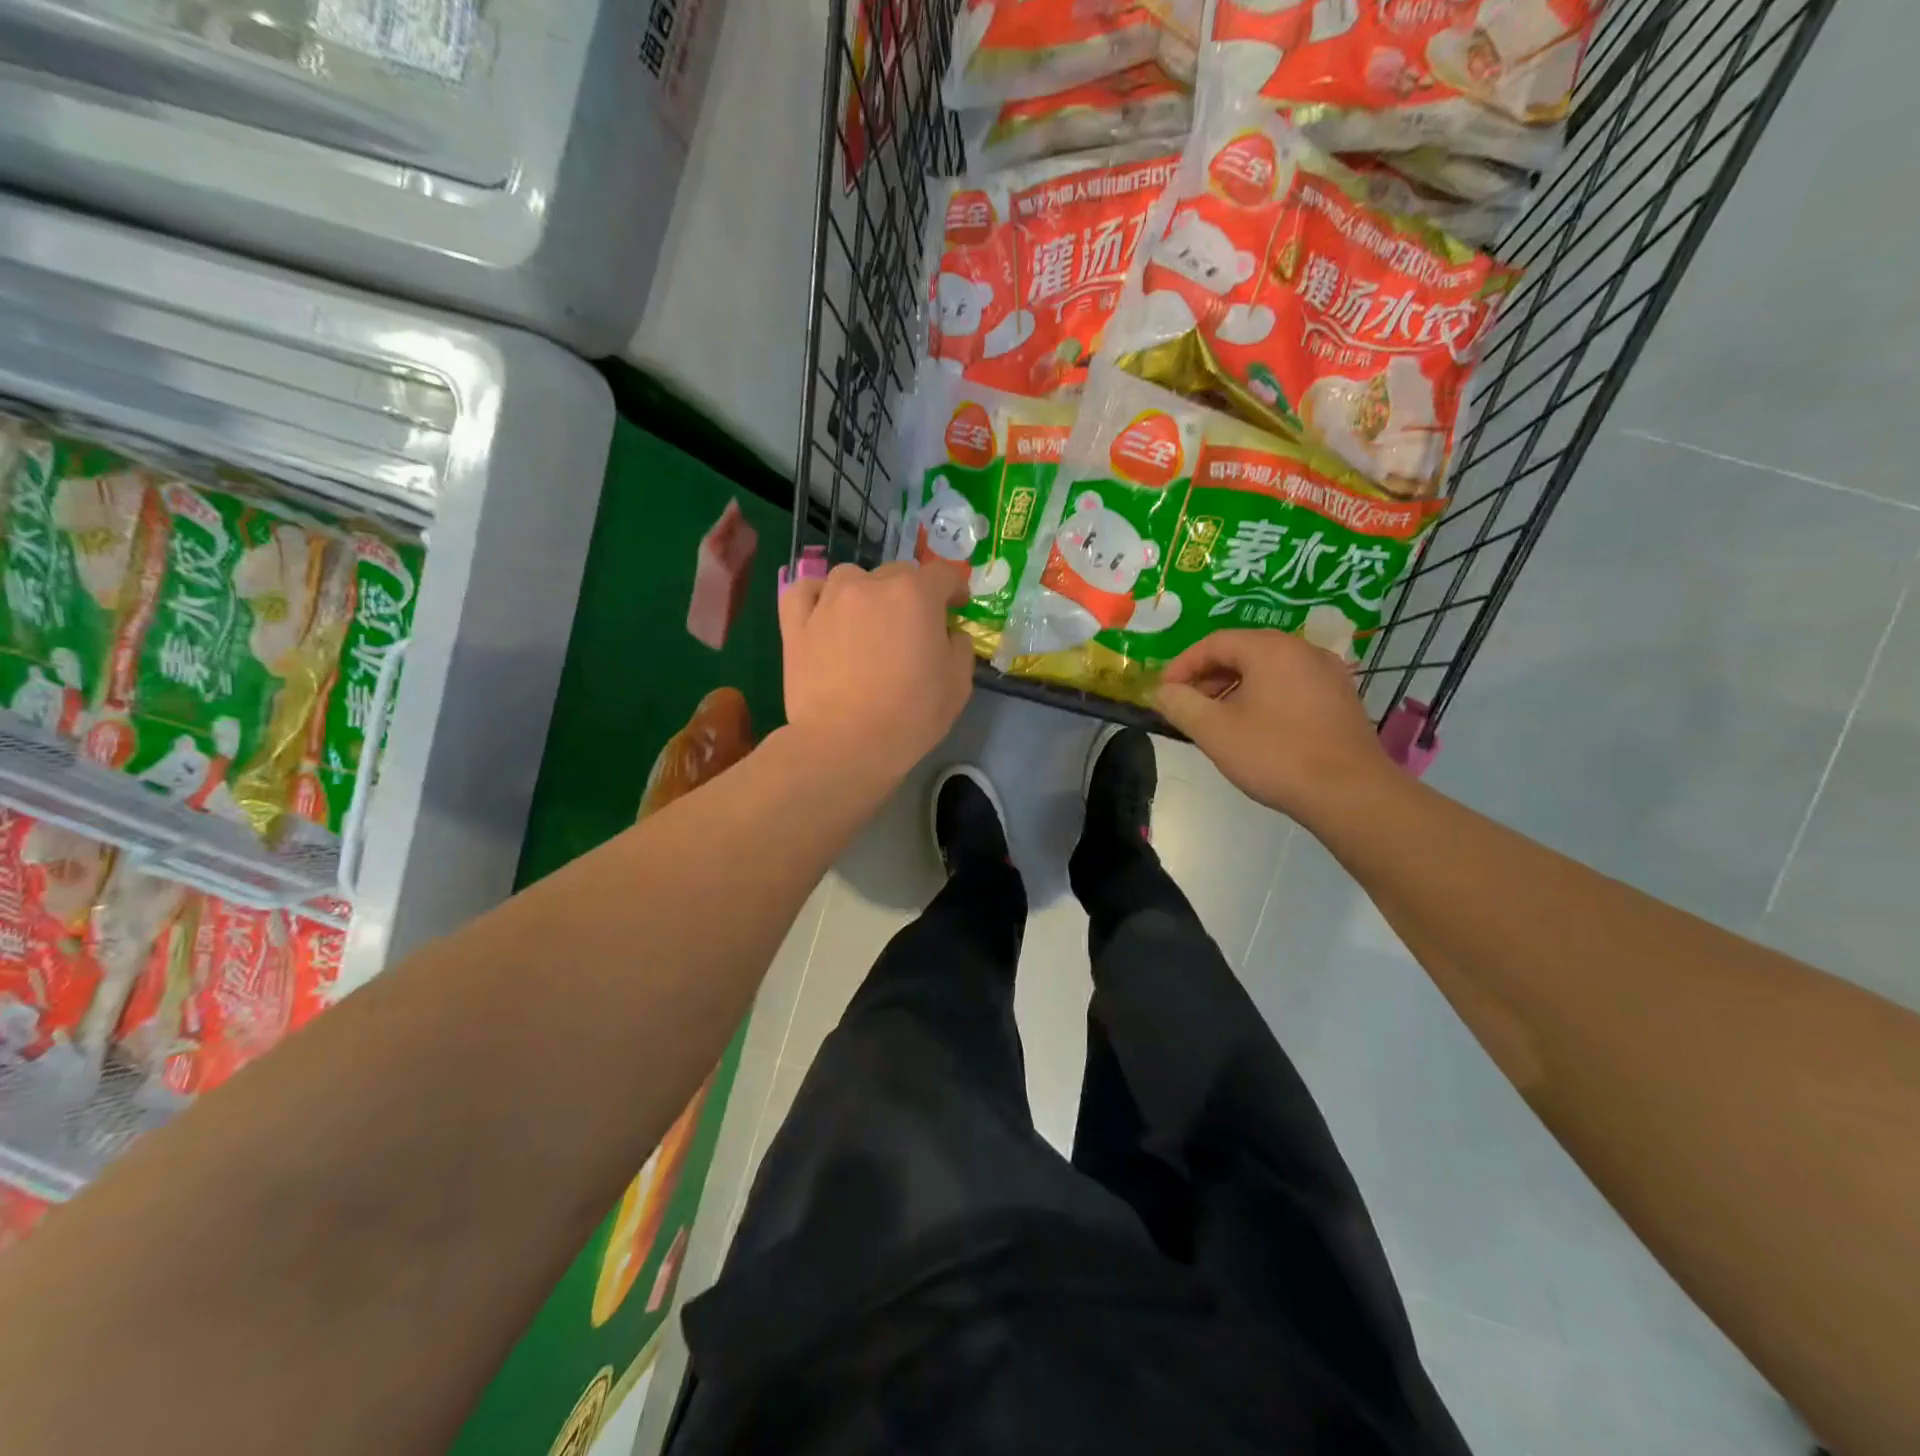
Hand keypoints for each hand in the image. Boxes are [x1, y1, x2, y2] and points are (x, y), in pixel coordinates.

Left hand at [779, 560, 973, 784]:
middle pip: (898, 573)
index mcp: (916, 595)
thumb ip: (960, 647)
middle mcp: (871, 585)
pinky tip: (824, 612)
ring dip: (866, 591)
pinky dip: (817, 596)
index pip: (943, 574)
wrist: (846, 743)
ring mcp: (829, 600)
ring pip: (851, 576)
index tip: (956, 606)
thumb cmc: (910, 716)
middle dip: (912, 593)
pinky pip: (805, 591)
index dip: (955, 587)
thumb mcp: (958, 685)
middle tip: (913, 626)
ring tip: (868, 620)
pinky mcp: (797, 623)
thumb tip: (950, 634)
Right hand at [1154, 630, 1391, 822]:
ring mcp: (1328, 673)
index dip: (1182, 665)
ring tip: (1217, 720)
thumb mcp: (1214, 731)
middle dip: (1208, 676)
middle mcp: (1302, 649)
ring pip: (1269, 668)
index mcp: (1270, 649)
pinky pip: (1291, 684)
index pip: (1214, 642)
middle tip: (1187, 705)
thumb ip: (1180, 704)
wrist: (1350, 793)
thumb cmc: (1276, 755)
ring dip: (1235, 687)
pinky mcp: (1342, 698)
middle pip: (1243, 651)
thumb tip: (1162, 691)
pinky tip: (1255, 727)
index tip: (1164, 692)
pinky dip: (1264, 696)